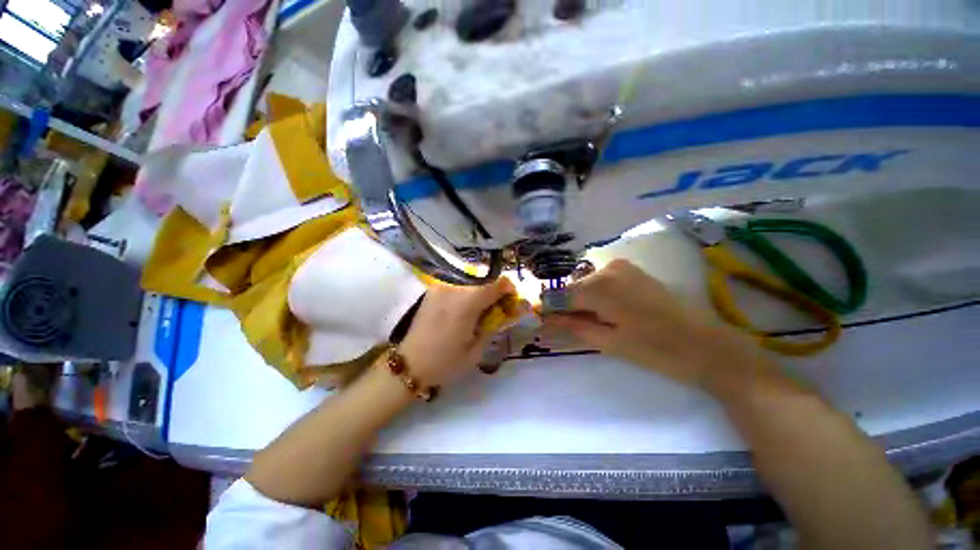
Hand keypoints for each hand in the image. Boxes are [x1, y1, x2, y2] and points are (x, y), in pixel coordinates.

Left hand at [400, 277, 519, 386]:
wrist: (410, 364)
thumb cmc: (446, 362)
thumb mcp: (477, 349)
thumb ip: (494, 325)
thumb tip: (508, 311)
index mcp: (468, 302)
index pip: (497, 284)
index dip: (508, 289)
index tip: (511, 301)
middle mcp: (454, 289)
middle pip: (484, 281)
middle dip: (494, 292)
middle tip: (496, 309)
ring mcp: (441, 287)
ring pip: (471, 282)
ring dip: (480, 293)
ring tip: (478, 311)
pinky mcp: (433, 291)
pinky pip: (457, 286)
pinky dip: (466, 293)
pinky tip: (463, 310)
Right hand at [543, 259, 778, 397]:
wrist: (709, 346)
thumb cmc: (657, 350)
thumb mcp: (609, 343)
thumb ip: (573, 328)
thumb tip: (544, 322)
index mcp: (599, 287)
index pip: (560, 296)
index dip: (551, 311)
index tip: (546, 326)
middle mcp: (607, 269)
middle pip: (573, 289)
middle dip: (567, 309)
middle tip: (572, 331)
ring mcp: (621, 267)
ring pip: (586, 285)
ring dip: (582, 304)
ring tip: (593, 325)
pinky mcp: (632, 271)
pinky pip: (602, 282)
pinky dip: (597, 297)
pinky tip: (607, 314)